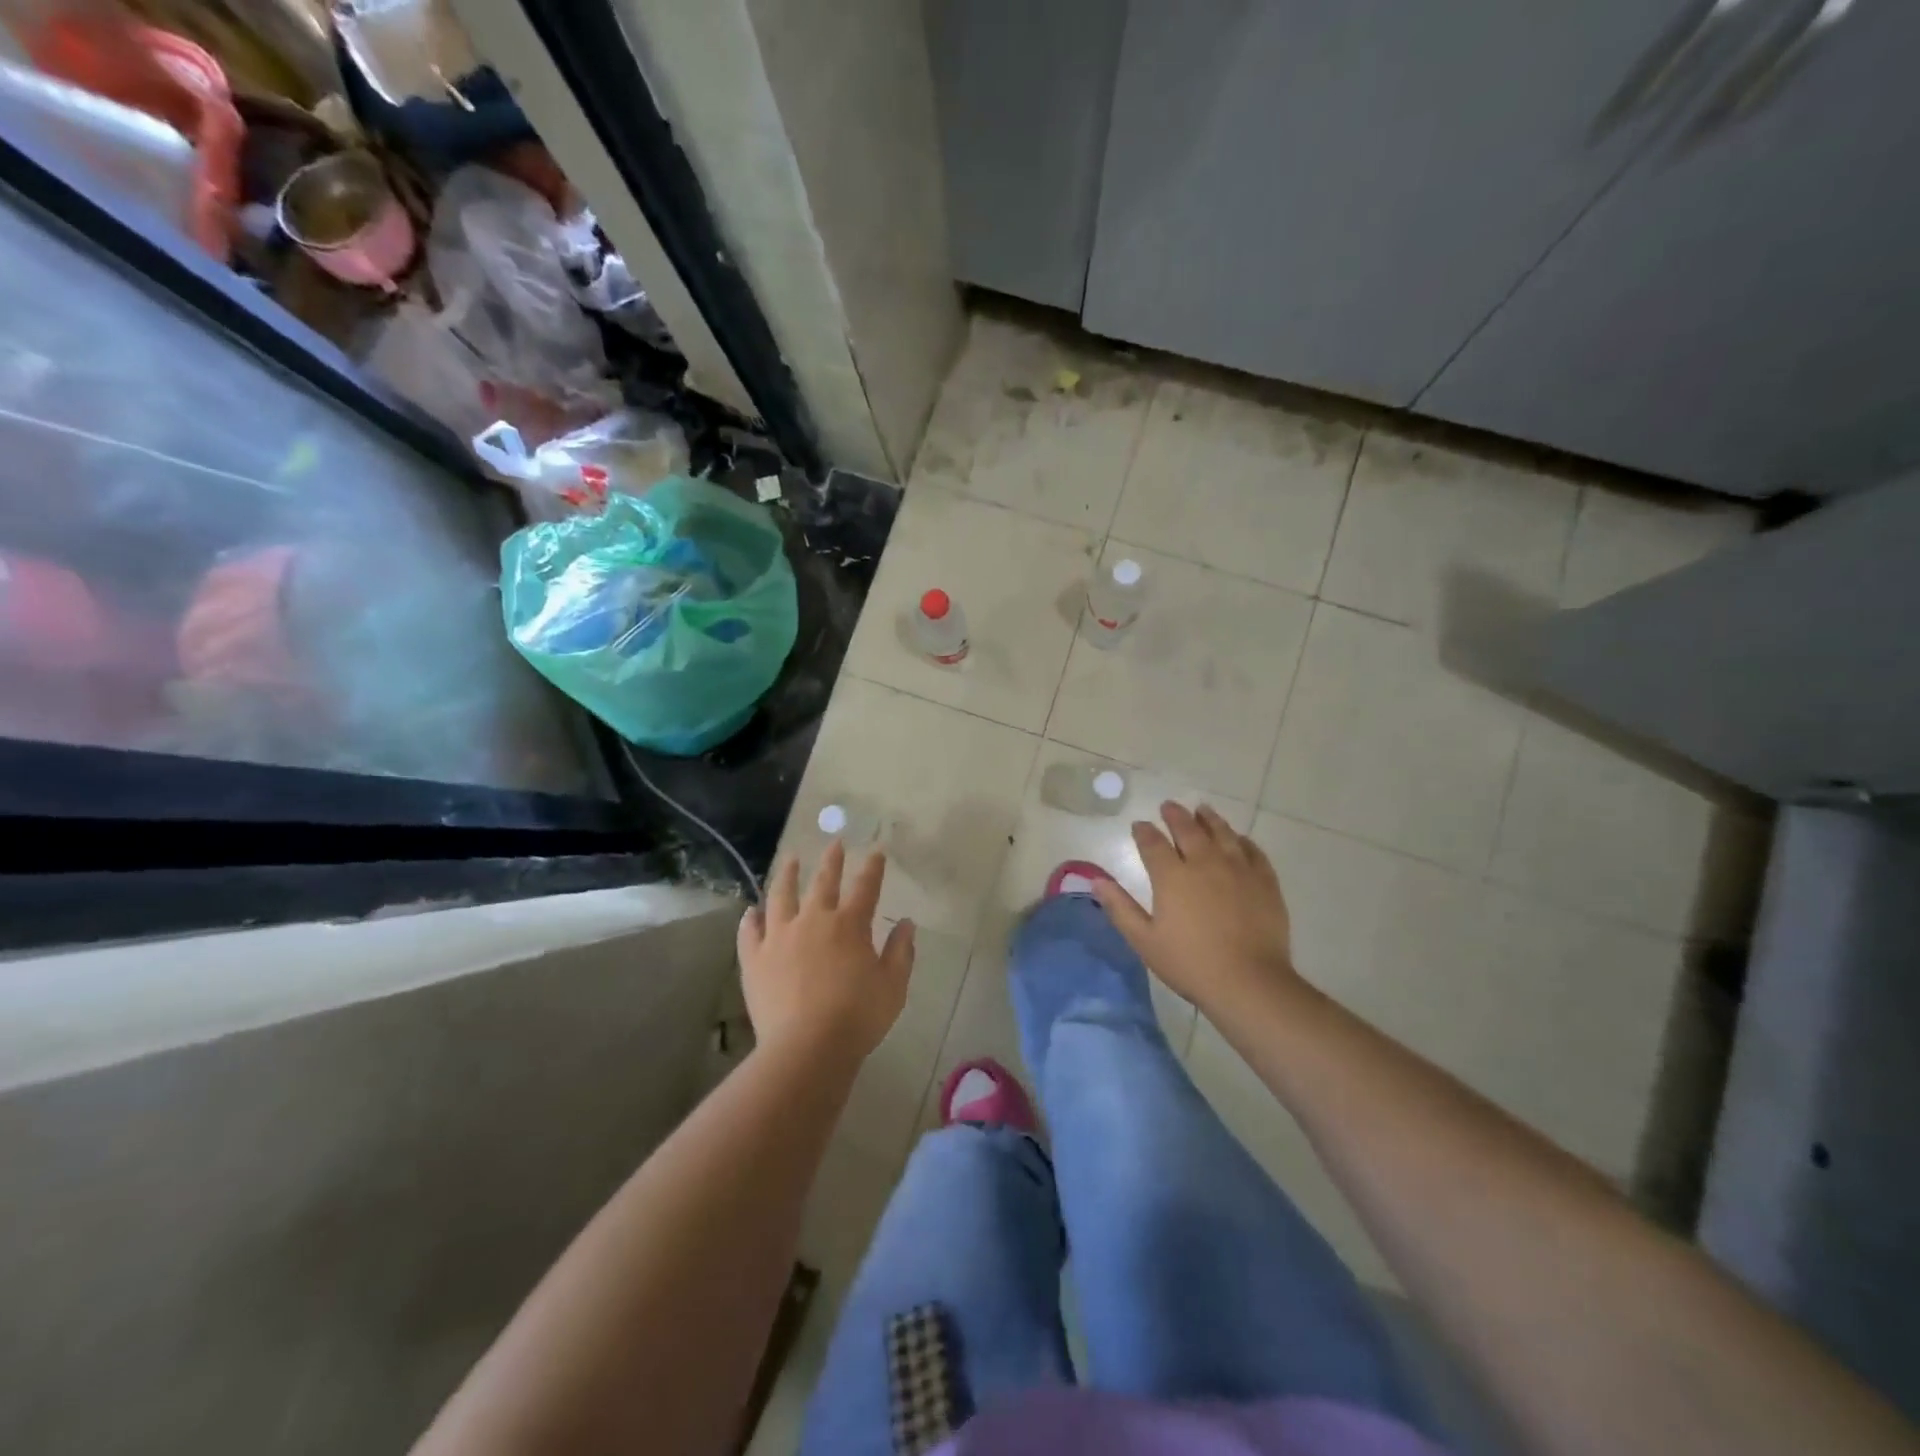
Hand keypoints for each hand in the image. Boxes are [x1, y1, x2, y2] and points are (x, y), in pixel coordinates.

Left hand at [737, 841, 915, 1062]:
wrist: (807, 1047)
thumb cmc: (858, 1016)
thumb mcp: (893, 986)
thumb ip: (900, 952)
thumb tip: (906, 923)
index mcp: (850, 924)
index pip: (866, 886)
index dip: (873, 866)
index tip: (876, 849)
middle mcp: (814, 920)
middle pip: (823, 882)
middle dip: (831, 860)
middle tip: (834, 842)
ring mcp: (780, 937)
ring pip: (781, 896)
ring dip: (787, 875)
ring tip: (789, 859)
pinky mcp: (755, 959)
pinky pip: (750, 932)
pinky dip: (750, 920)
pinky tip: (750, 911)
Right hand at [1093, 803, 1303, 1018]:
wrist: (1248, 981)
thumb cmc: (1190, 963)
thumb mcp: (1145, 940)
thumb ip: (1120, 908)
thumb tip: (1096, 881)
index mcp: (1172, 876)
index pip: (1153, 843)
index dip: (1144, 832)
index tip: (1139, 825)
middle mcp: (1204, 863)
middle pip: (1188, 829)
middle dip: (1175, 815)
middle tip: (1169, 806)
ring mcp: (1238, 869)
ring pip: (1222, 833)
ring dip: (1209, 819)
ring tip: (1202, 810)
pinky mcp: (1264, 881)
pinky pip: (1253, 851)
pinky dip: (1242, 840)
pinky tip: (1239, 839)